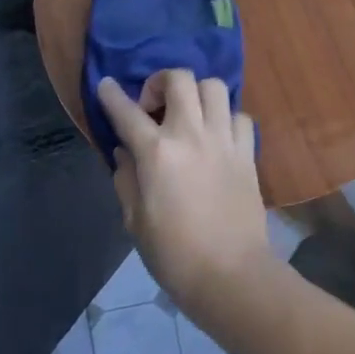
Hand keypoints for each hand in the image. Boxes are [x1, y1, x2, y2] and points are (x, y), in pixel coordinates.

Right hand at [96, 72, 275, 330]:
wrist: (230, 274)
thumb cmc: (174, 254)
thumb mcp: (135, 221)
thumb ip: (126, 179)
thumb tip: (124, 152)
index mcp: (157, 153)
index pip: (127, 112)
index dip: (111, 95)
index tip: (106, 85)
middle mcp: (191, 135)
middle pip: (179, 79)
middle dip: (160, 82)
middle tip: (154, 108)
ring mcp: (224, 140)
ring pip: (214, 87)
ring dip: (197, 94)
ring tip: (189, 116)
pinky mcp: (248, 152)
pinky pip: (240, 116)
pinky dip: (226, 118)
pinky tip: (217, 137)